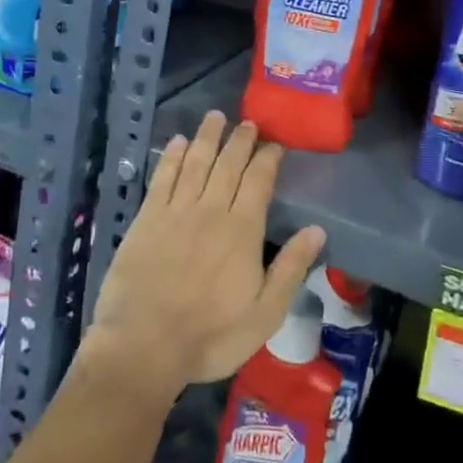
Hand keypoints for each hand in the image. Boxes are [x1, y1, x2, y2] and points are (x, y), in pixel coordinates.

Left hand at [82, 112, 325, 402]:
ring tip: (215, 117)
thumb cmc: (211, 336)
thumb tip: (317, 230)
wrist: (144, 345)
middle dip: (240, 141)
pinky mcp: (147, 218)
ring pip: (195, 162)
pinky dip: (172, 157)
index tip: (275, 144)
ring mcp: (176, 211)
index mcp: (242, 230)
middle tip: (248, 123)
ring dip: (207, 137)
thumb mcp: (265, 314)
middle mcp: (211, 210)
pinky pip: (163, 178)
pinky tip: (177, 142)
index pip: (259, 181)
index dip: (268, 158)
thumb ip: (291, 268)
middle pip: (228, 165)